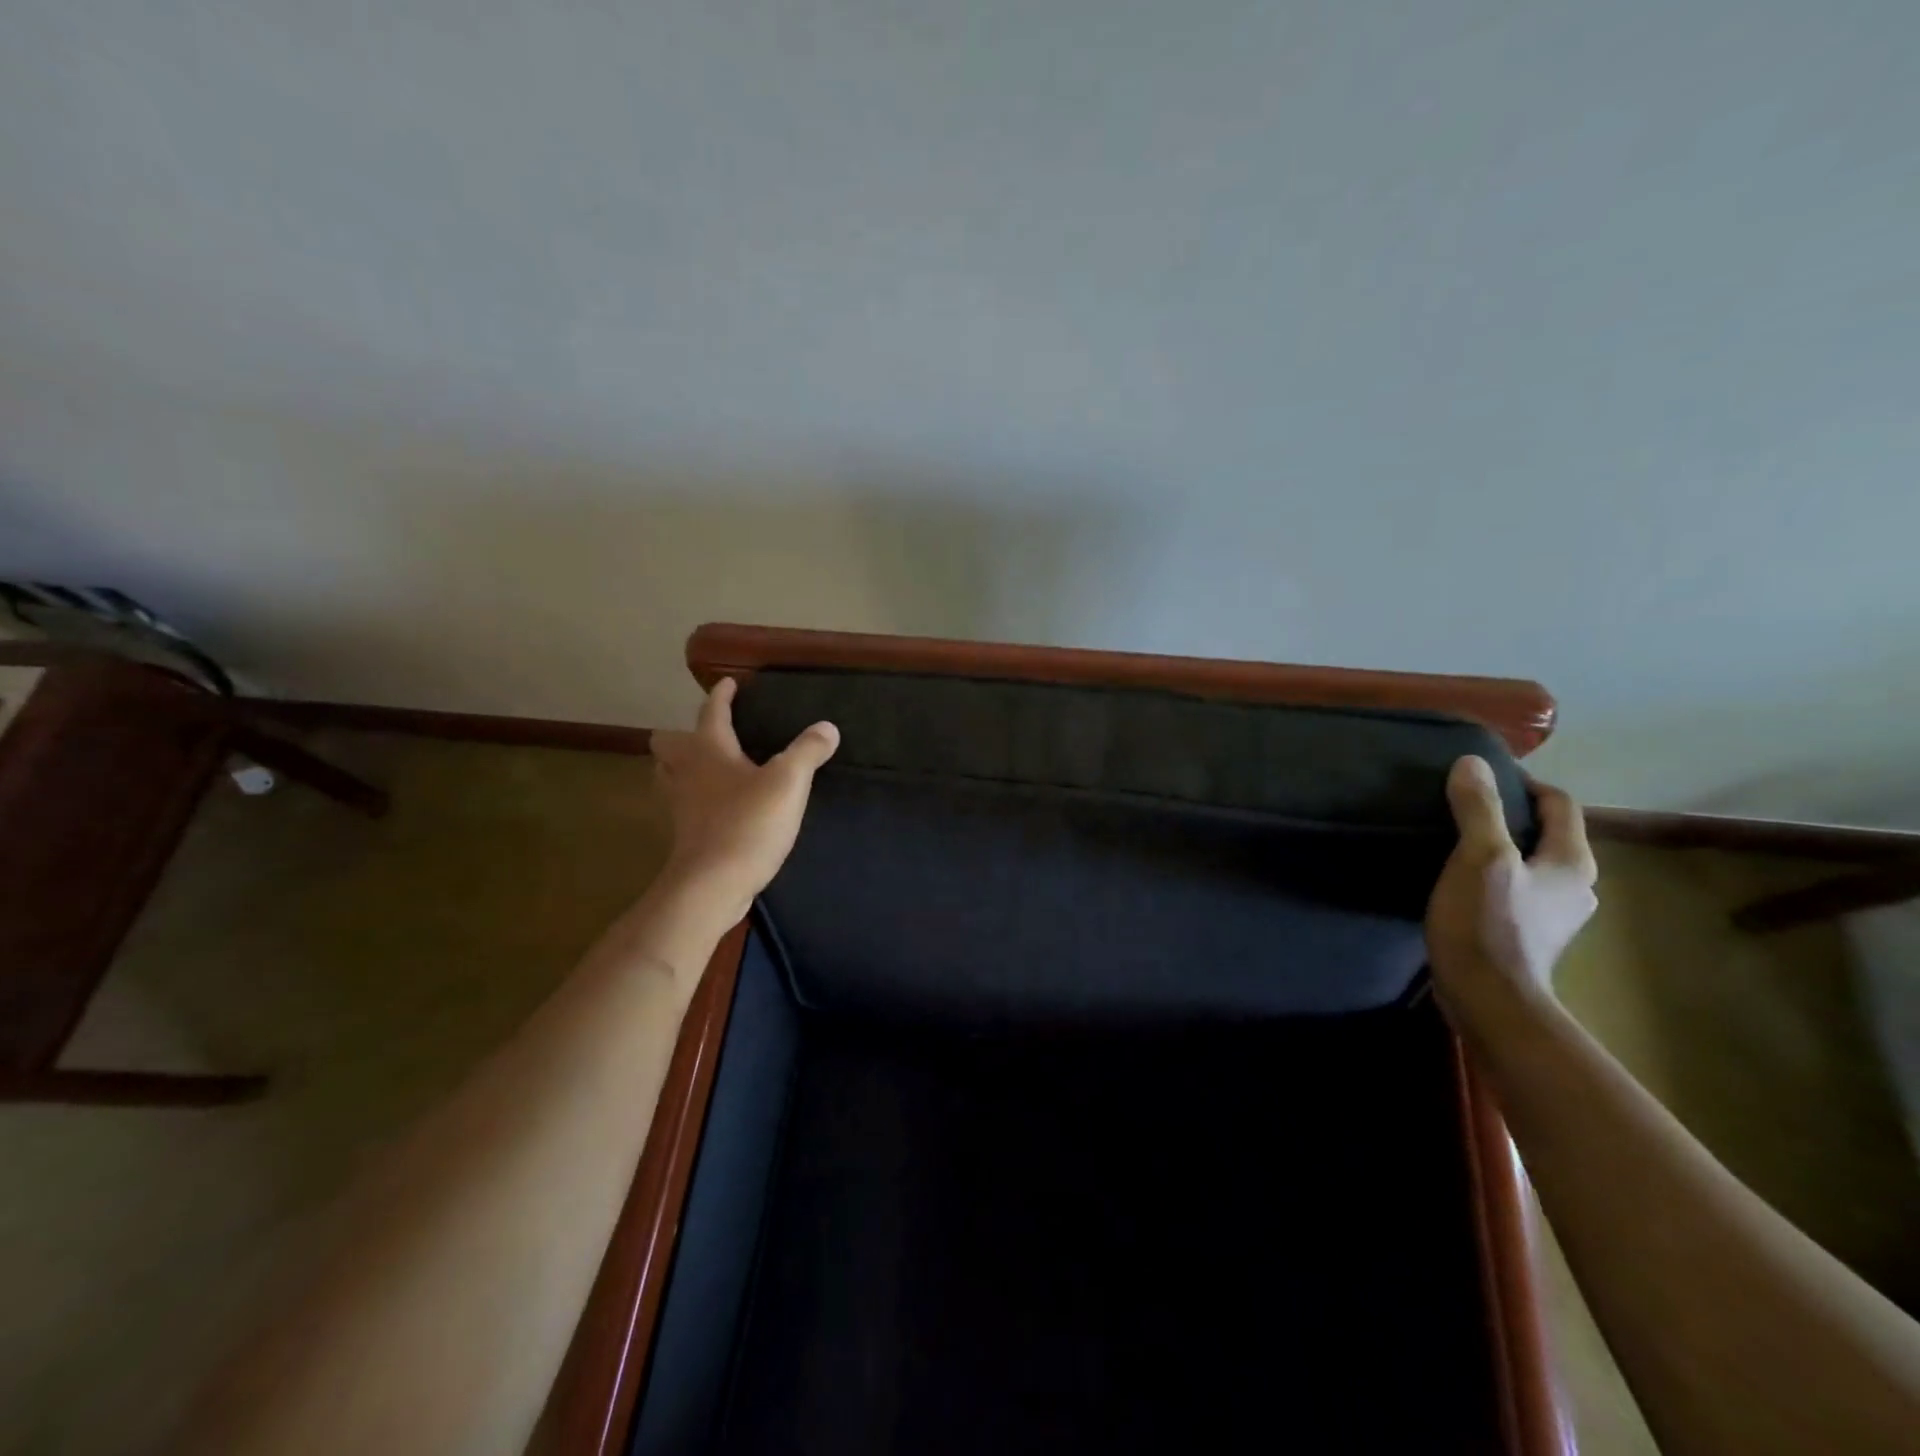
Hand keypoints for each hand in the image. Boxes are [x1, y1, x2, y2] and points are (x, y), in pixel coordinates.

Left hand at [650, 678, 839, 922]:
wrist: (712, 885)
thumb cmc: (748, 824)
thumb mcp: (788, 782)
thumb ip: (808, 751)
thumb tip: (827, 727)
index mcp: (708, 751)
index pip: (711, 712)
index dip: (721, 696)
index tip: (728, 683)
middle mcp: (687, 773)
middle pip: (668, 745)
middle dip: (683, 735)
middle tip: (710, 736)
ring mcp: (681, 807)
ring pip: (669, 776)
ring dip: (682, 768)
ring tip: (708, 769)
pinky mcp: (685, 836)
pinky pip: (683, 806)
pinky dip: (694, 800)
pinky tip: (718, 807)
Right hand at [1425, 756, 1597, 1026]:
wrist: (1489, 1000)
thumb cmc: (1487, 924)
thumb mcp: (1479, 858)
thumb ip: (1479, 809)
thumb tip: (1472, 762)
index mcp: (1572, 862)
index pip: (1559, 804)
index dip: (1524, 783)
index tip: (1481, 777)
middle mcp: (1575, 886)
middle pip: (1546, 833)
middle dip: (1510, 815)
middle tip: (1462, 806)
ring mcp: (1554, 914)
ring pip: (1530, 863)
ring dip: (1500, 847)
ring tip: (1455, 841)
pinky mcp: (1529, 935)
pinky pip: (1515, 888)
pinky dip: (1493, 875)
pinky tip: (1460, 880)